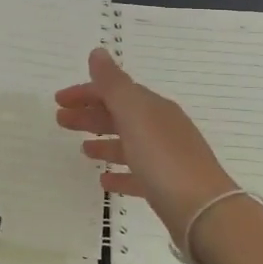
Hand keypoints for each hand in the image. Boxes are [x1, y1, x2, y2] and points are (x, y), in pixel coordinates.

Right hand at [54, 48, 236, 247]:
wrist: (203, 211)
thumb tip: (98, 52)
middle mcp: (161, 128)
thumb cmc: (164, 158)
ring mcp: (166, 158)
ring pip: (128, 143)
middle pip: (120, 115)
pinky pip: (137, 175)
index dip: (87, 92)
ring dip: (104, 142)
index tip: (58, 100)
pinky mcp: (166, 187)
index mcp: (153, 108)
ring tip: (82, 150)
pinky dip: (120, 173)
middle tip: (60, 121)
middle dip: (90, 115)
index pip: (116, 91)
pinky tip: (104, 180)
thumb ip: (114, 84)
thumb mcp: (135, 115)